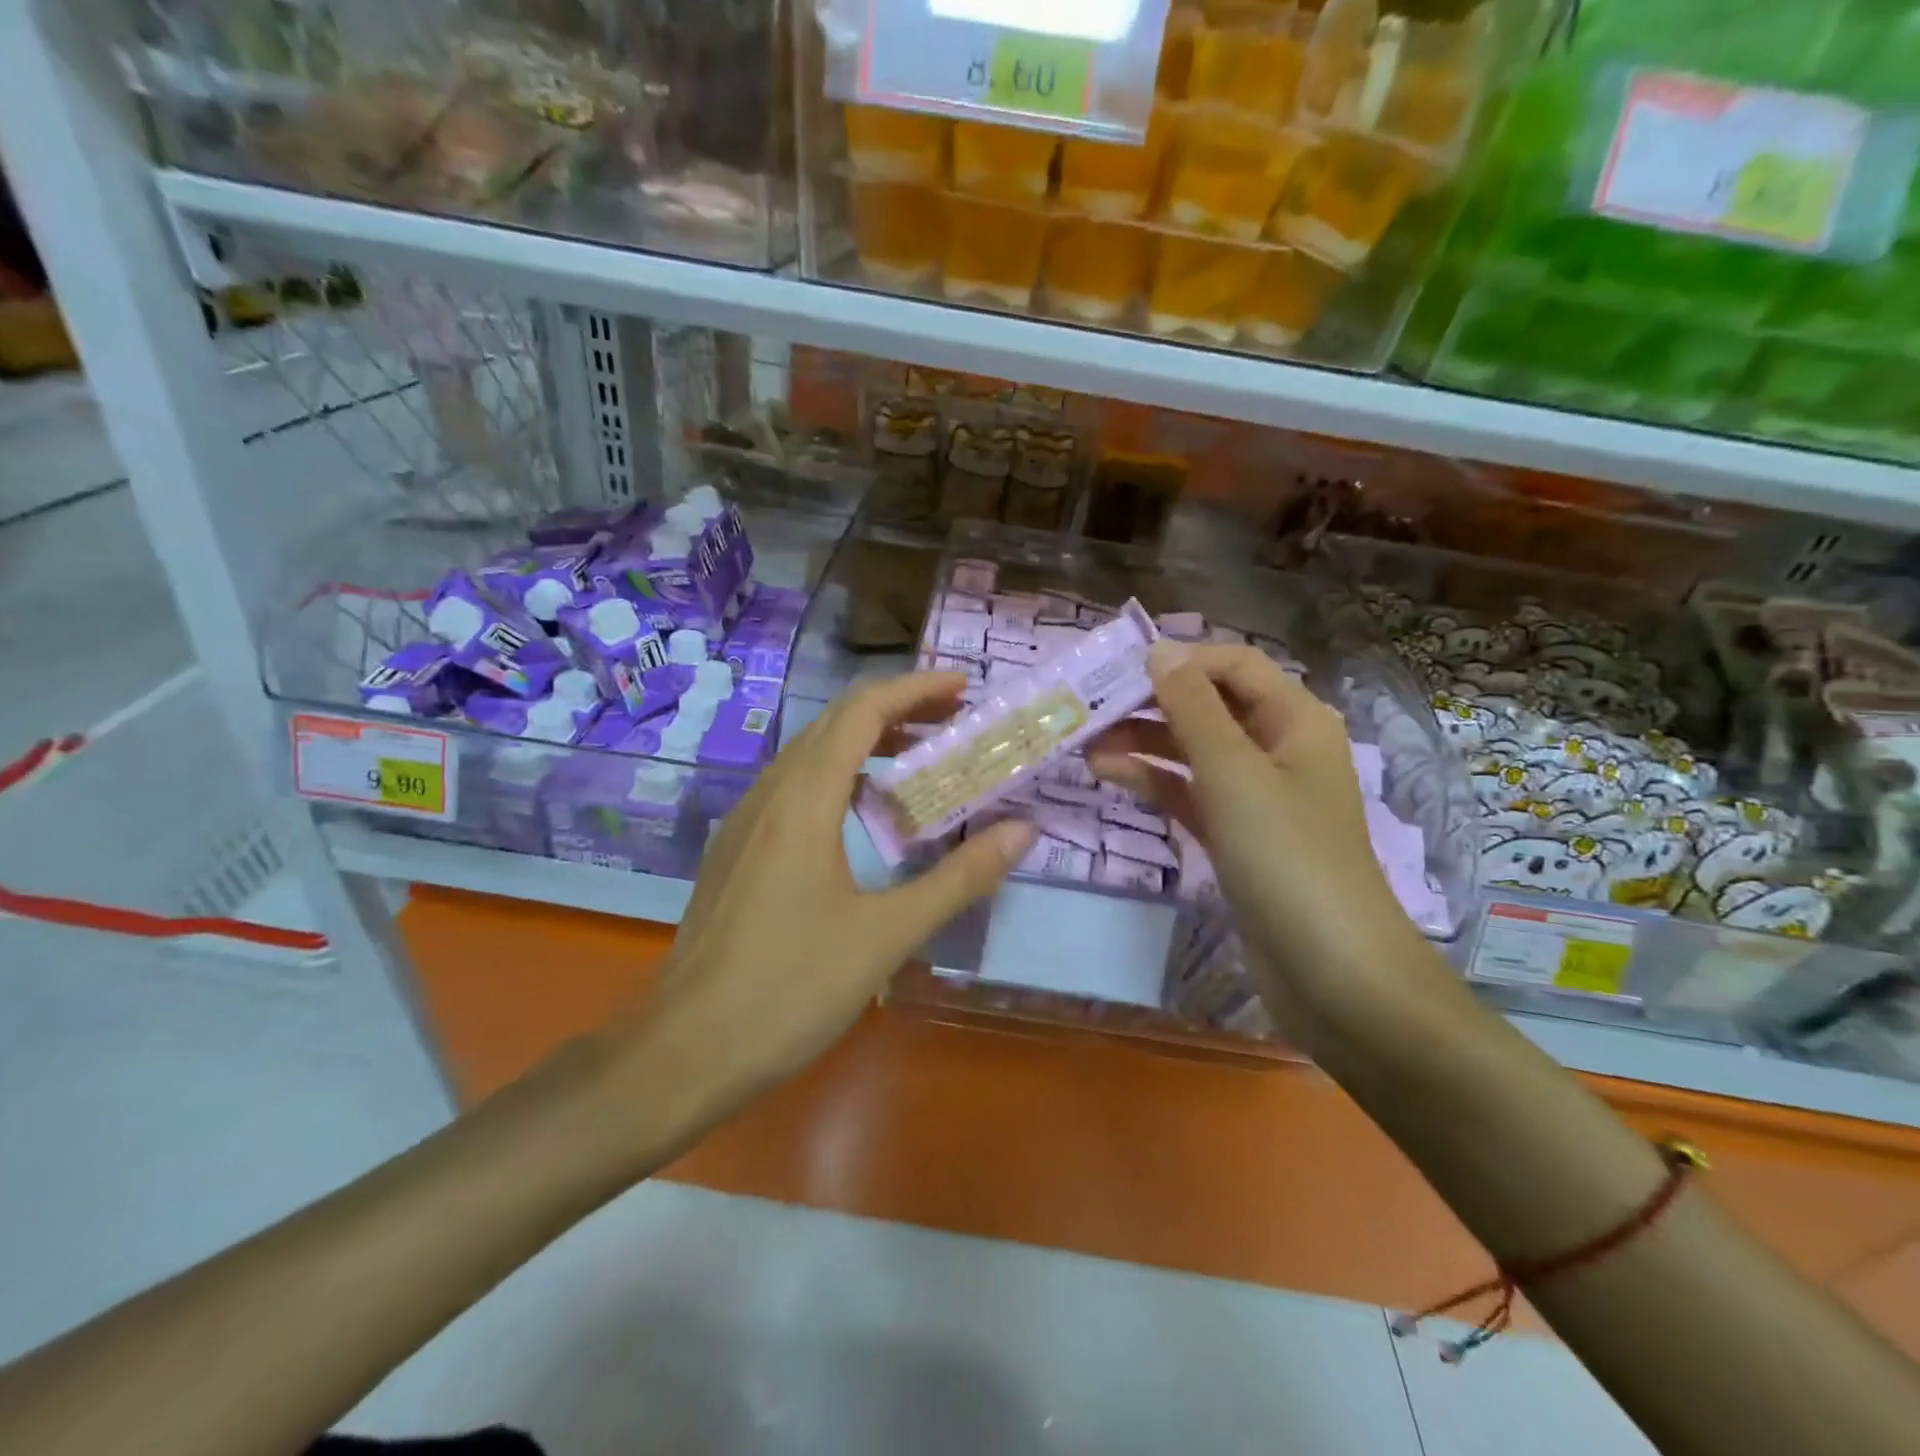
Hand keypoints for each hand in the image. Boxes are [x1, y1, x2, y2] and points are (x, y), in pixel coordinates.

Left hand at [620, 673, 1033, 1127]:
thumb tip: (1022, 832)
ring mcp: (744, 822)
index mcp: (803, 800)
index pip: (862, 711)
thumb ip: (959, 879)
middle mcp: (769, 794)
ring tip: (919, 758)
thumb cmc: (790, 988)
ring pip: (810, 754)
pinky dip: (838, 776)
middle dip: (897, 709)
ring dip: (866, 742)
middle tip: (954, 721)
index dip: (916, 688)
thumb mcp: (887, 935)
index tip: (964, 688)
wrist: (685, 1051)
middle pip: (835, 722)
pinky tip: (862, 814)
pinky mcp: (736, 852)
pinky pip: (792, 787)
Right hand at [1086, 642, 1424, 1029]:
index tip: (1118, 668)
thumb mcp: (1233, 772)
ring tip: (1086, 742)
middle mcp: (1278, 748)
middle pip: (1210, 706)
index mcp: (1295, 720)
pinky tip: (1109, 773)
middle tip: (1090, 706)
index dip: (1180, 659)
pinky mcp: (1237, 836)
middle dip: (1152, 702)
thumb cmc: (1286, 855)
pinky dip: (1154, 780)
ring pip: (1193, 750)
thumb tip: (1159, 650)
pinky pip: (1190, 792)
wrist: (1331, 971)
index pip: (1233, 665)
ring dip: (1144, 741)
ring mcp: (1257, 796)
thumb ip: (1192, 707)